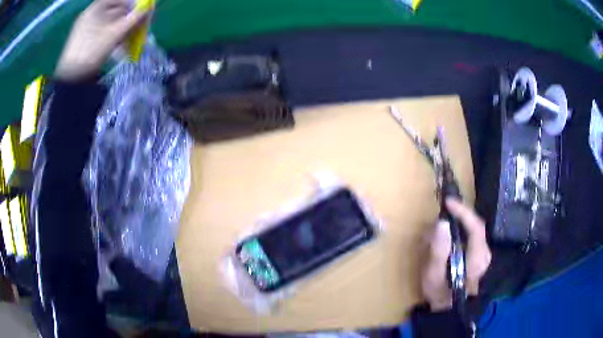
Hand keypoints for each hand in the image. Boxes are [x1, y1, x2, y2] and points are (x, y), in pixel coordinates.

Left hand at [54, 0, 148, 80]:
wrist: (70, 79)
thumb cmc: (92, 51)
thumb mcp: (115, 34)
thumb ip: (134, 19)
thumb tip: (149, 9)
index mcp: (95, 8)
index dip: (132, 4)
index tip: (142, 12)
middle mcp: (90, 15)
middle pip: (114, 12)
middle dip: (128, 20)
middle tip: (138, 28)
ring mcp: (85, 29)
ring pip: (108, 25)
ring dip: (121, 31)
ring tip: (129, 42)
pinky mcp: (84, 42)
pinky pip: (101, 35)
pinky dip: (111, 39)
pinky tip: (118, 49)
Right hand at [422, 198, 491, 311]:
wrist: (449, 308)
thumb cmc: (440, 293)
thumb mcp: (434, 275)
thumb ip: (438, 250)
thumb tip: (442, 223)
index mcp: (477, 258)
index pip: (476, 227)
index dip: (463, 211)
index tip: (448, 202)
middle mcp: (485, 253)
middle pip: (476, 225)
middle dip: (460, 215)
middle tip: (443, 209)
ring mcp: (484, 254)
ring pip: (474, 229)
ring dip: (459, 221)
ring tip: (443, 221)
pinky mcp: (480, 254)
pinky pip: (472, 235)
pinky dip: (461, 229)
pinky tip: (449, 233)